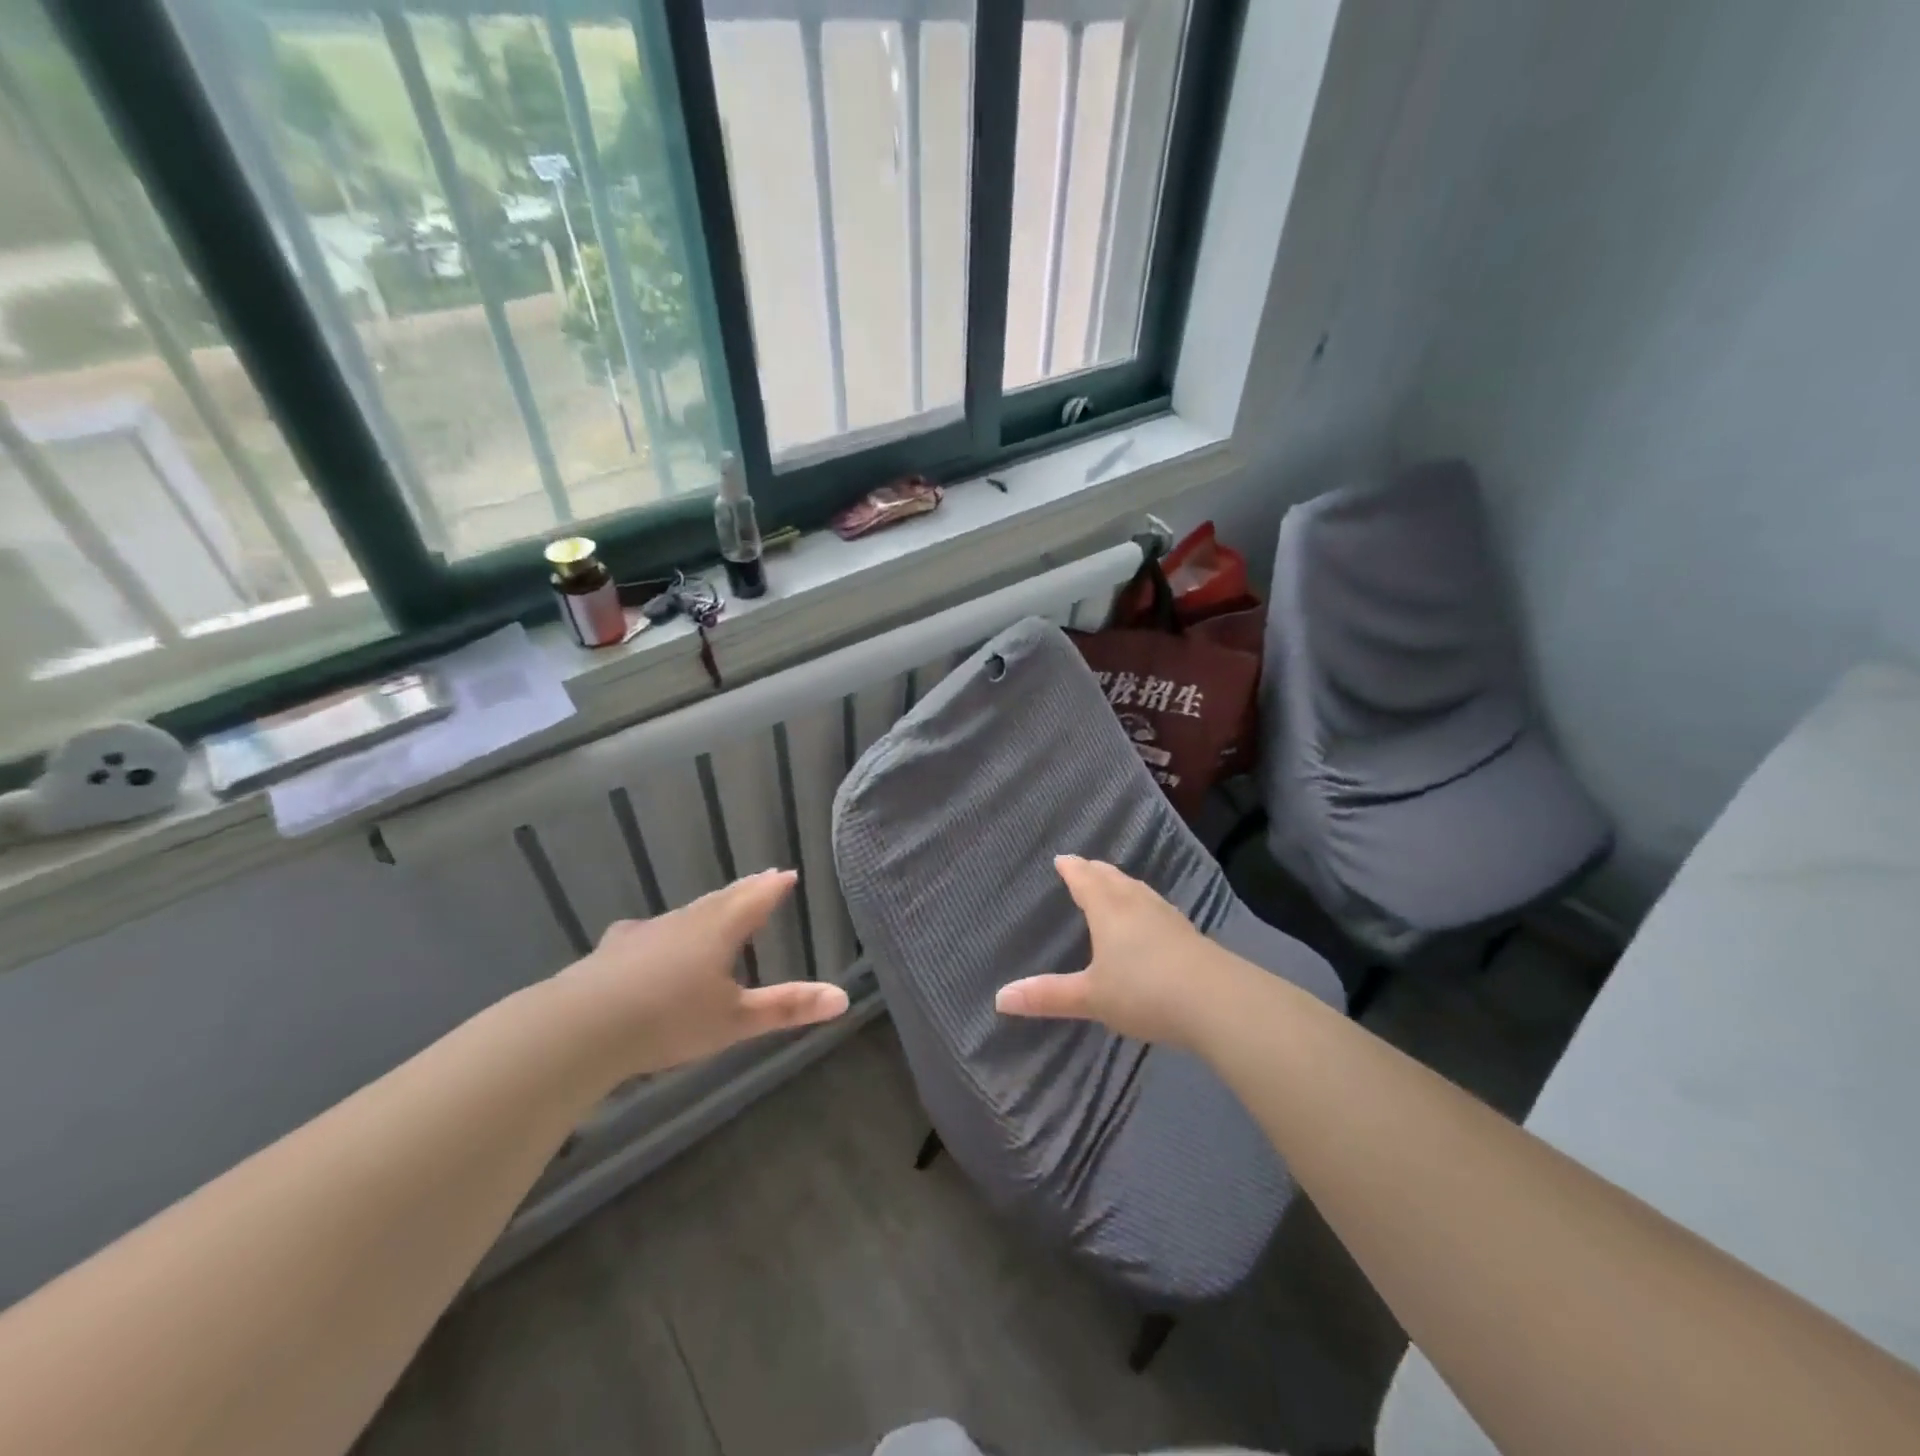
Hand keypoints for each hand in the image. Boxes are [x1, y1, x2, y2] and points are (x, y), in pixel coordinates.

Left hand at [552, 870, 848, 1078]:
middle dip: (746, 891)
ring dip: (709, 906)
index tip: (788, 874)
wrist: (580, 1027)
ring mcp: (648, 931)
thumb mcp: (736, 1021)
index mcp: (720, 929)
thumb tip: (843, 998)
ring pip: (688, 912)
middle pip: (724, 899)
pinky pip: (651, 930)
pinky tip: (650, 934)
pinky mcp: (616, 948)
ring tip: (720, 905)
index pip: (756, 898)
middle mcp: (687, 921)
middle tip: (763, 879)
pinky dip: (665, 929)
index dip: (774, 887)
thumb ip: (787, 1008)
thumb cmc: (669, 1019)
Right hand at [995, 855, 1240, 1048]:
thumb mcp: (1091, 997)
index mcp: (1109, 909)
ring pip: (1137, 890)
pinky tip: (1150, 918)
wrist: (1216, 1001)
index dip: (1072, 869)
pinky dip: (1143, 903)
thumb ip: (1048, 996)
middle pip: (1113, 878)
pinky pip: (1156, 907)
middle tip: (1084, 865)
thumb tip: (999, 998)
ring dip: (1121, 883)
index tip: (1062, 858)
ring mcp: (1166, 916)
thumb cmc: (1143, 992)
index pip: (1085, 879)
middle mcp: (1137, 904)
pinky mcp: (1188, 934)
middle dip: (1095, 871)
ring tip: (1114, 884)